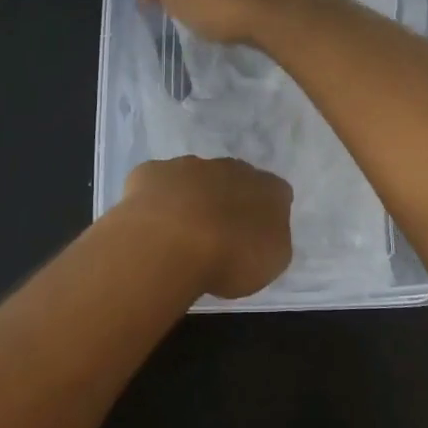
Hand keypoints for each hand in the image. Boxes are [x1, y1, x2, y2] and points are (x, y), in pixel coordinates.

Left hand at [120, 156, 293, 298]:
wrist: (170, 243)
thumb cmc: (231, 257)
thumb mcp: (271, 261)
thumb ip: (272, 239)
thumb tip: (263, 231)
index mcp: (267, 188)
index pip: (277, 193)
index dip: (266, 214)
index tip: (255, 238)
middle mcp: (230, 167)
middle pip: (234, 179)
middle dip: (227, 201)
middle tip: (217, 236)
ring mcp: (188, 165)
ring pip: (195, 177)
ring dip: (191, 198)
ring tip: (180, 235)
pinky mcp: (151, 172)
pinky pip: (157, 183)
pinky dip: (156, 200)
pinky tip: (151, 225)